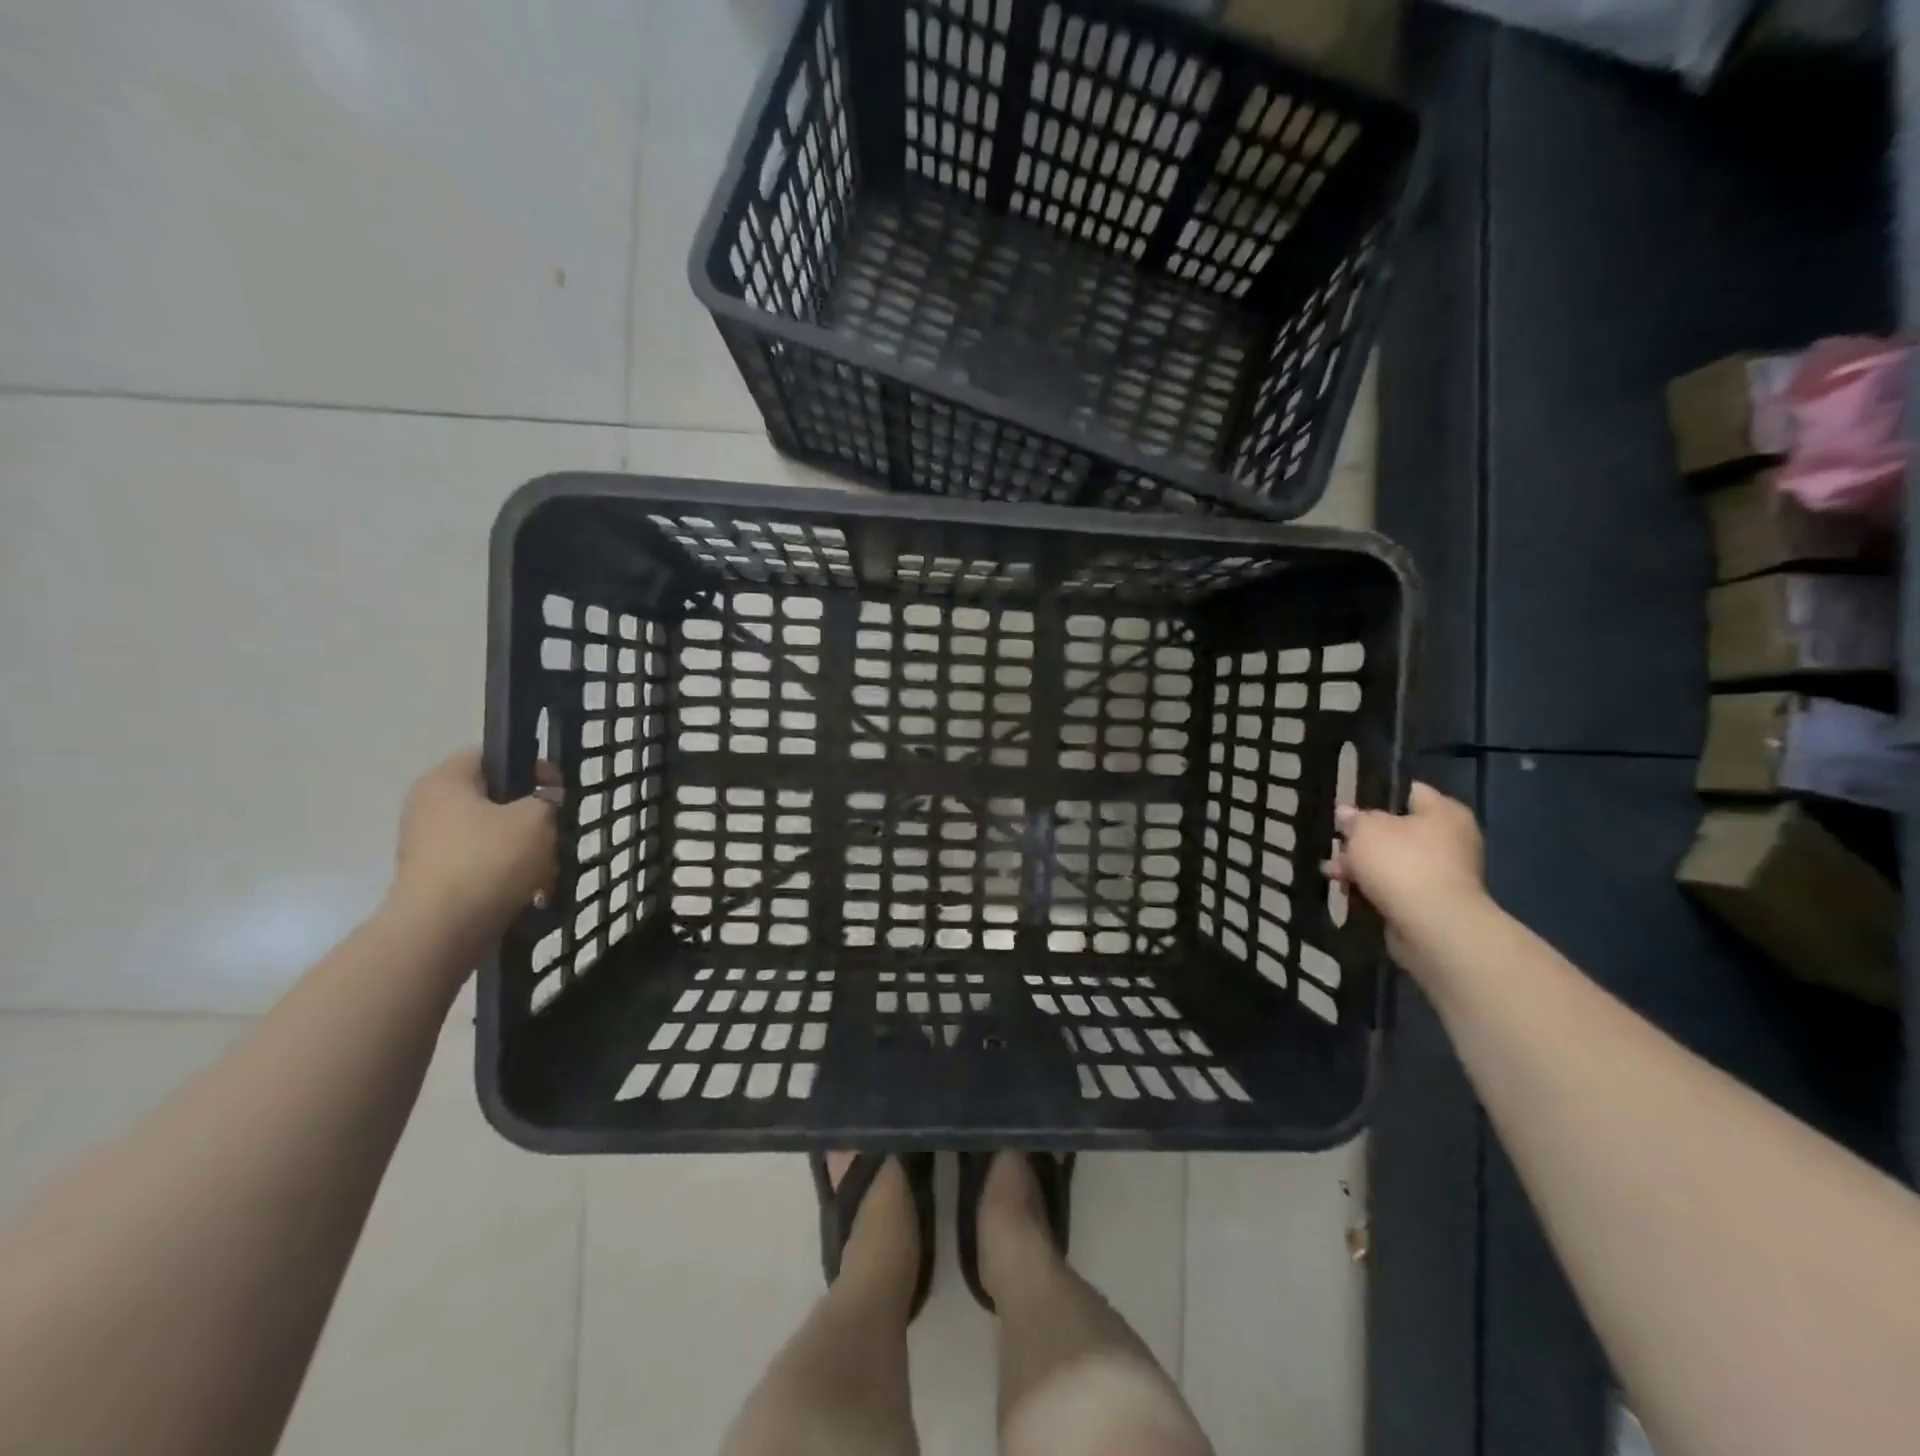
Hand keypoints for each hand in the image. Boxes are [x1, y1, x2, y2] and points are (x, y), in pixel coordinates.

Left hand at [390, 749, 558, 937]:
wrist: (442, 931)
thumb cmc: (490, 859)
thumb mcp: (536, 817)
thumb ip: (547, 800)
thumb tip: (544, 802)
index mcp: (445, 781)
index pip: (490, 755)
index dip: (530, 765)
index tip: (558, 788)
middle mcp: (428, 809)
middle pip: (493, 799)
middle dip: (530, 815)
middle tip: (556, 829)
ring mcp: (429, 848)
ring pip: (492, 836)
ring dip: (524, 849)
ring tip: (549, 869)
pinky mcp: (436, 882)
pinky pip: (482, 867)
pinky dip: (508, 875)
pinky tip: (533, 892)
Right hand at [1322, 782, 1487, 958]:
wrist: (1431, 925)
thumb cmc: (1401, 863)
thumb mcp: (1365, 830)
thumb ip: (1354, 819)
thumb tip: (1347, 813)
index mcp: (1444, 813)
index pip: (1410, 792)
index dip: (1378, 794)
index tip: (1349, 804)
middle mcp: (1450, 840)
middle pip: (1397, 830)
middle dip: (1363, 839)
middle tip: (1336, 843)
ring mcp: (1444, 874)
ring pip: (1393, 861)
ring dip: (1362, 867)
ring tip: (1331, 873)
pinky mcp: (1432, 903)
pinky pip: (1396, 887)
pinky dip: (1374, 888)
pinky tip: (1348, 892)